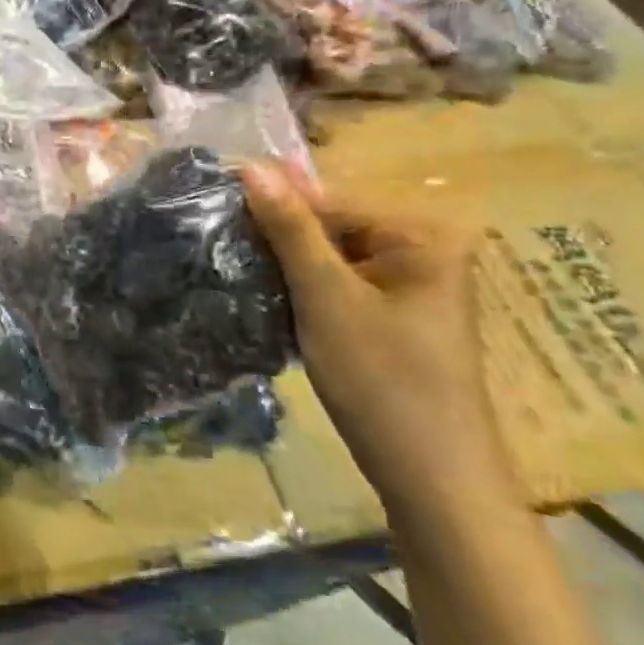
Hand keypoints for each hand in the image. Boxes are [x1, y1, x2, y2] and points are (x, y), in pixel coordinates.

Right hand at [241, 161, 521, 520]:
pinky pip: (338, 285)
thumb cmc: (382, 380)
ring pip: (329, 258)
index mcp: (421, 234)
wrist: (432, 479)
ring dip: (286, 267)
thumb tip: (251, 165)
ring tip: (232, 268)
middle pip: (330, 227)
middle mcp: (422, 250)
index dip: (270, 205)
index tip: (211, 208)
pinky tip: (266, 298)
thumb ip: (289, 229)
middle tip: (217, 247)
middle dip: (278, 240)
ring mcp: (409, 285)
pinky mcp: (394, 315)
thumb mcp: (327, 297)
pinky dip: (304, 291)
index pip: (328, 200)